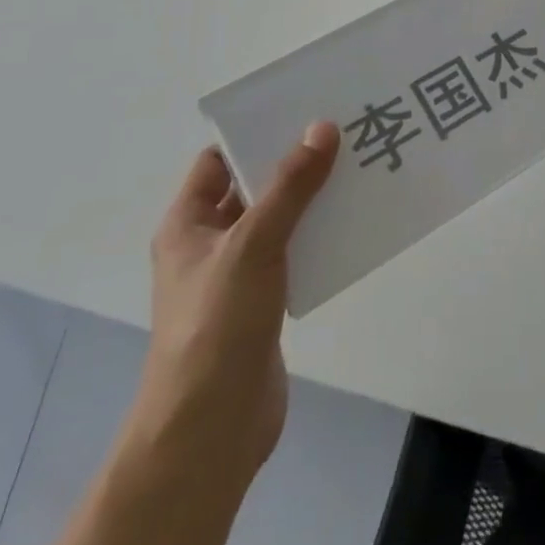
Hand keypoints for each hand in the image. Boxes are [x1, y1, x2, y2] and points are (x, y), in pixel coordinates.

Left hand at [126, 123, 339, 490]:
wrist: (210, 431)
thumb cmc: (217, 324)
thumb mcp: (253, 244)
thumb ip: (290, 186)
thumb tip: (322, 127)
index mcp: (188, 224)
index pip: (217, 161)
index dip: (253, 136)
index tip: (301, 113)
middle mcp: (208, 245)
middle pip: (252, 188)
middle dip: (292, 164)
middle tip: (342, 134)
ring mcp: (235, 277)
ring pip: (276, 222)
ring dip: (310, 201)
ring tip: (357, 170)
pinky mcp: (262, 305)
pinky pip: (292, 255)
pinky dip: (317, 238)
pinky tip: (352, 224)